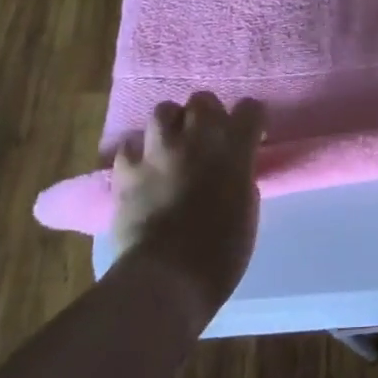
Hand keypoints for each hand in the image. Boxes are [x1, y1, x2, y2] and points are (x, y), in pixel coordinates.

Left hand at [110, 92, 265, 317]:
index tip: (251, 137)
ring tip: (172, 145)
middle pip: (202, 100)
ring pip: (163, 111)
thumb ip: (241, 177)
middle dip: (207, 114)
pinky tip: (143, 169)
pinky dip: (137, 154)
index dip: (250, 120)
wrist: (166, 277)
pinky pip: (130, 146)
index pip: (250, 108)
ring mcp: (158, 151)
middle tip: (208, 138)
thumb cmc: (221, 252)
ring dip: (171, 125)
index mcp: (234, 148)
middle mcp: (197, 138)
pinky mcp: (126, 170)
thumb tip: (232, 170)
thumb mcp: (247, 209)